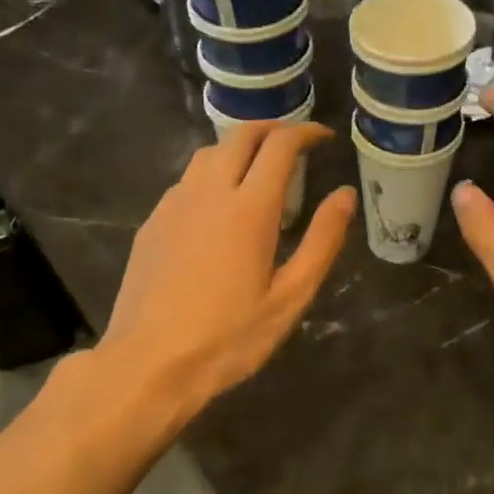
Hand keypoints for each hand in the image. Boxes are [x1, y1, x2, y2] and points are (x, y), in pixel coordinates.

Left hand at [98, 121, 356, 415]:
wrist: (148, 363)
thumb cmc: (229, 337)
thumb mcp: (289, 297)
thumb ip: (321, 241)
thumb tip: (345, 196)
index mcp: (249, 209)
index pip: (280, 146)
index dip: (305, 133)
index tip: (323, 138)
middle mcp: (209, 192)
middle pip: (240, 136)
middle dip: (271, 129)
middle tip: (294, 143)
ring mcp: (174, 205)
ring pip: (208, 154)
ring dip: (238, 148)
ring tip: (258, 169)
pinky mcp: (153, 223)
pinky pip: (186, 181)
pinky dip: (211, 174)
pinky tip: (218, 205)